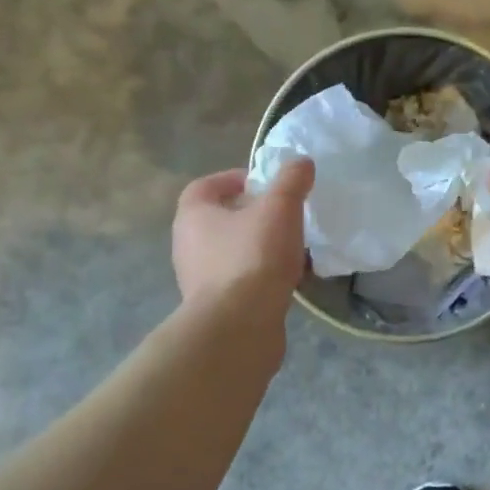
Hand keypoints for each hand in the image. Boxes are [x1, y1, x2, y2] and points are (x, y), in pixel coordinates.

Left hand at [172, 160, 313, 312]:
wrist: (239, 328)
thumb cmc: (253, 258)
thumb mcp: (279, 209)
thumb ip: (291, 181)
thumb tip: (301, 162)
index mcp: (193, 215)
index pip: (206, 186)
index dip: (234, 179)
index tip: (265, 184)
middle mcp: (188, 245)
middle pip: (219, 220)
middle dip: (251, 214)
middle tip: (283, 214)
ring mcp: (200, 280)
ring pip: (232, 252)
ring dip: (258, 246)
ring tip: (291, 247)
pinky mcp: (216, 308)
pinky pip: (241, 281)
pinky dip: (262, 276)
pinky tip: (288, 280)